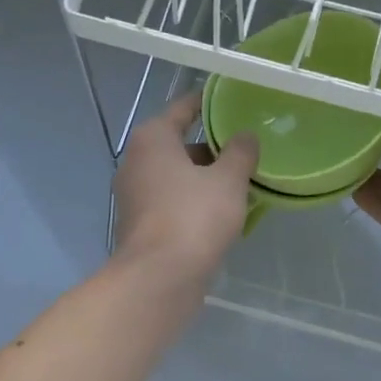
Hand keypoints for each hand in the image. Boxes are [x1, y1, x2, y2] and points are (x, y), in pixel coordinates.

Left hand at [113, 91, 258, 289]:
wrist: (160, 277)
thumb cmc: (194, 217)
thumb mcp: (228, 180)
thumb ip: (240, 152)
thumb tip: (245, 136)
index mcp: (152, 139)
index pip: (184, 109)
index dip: (209, 105)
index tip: (232, 104)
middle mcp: (136, 162)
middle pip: (180, 146)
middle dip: (212, 150)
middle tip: (246, 154)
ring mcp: (135, 196)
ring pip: (177, 178)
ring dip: (205, 180)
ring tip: (241, 187)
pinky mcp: (141, 226)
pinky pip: (173, 204)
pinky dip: (194, 204)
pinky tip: (222, 216)